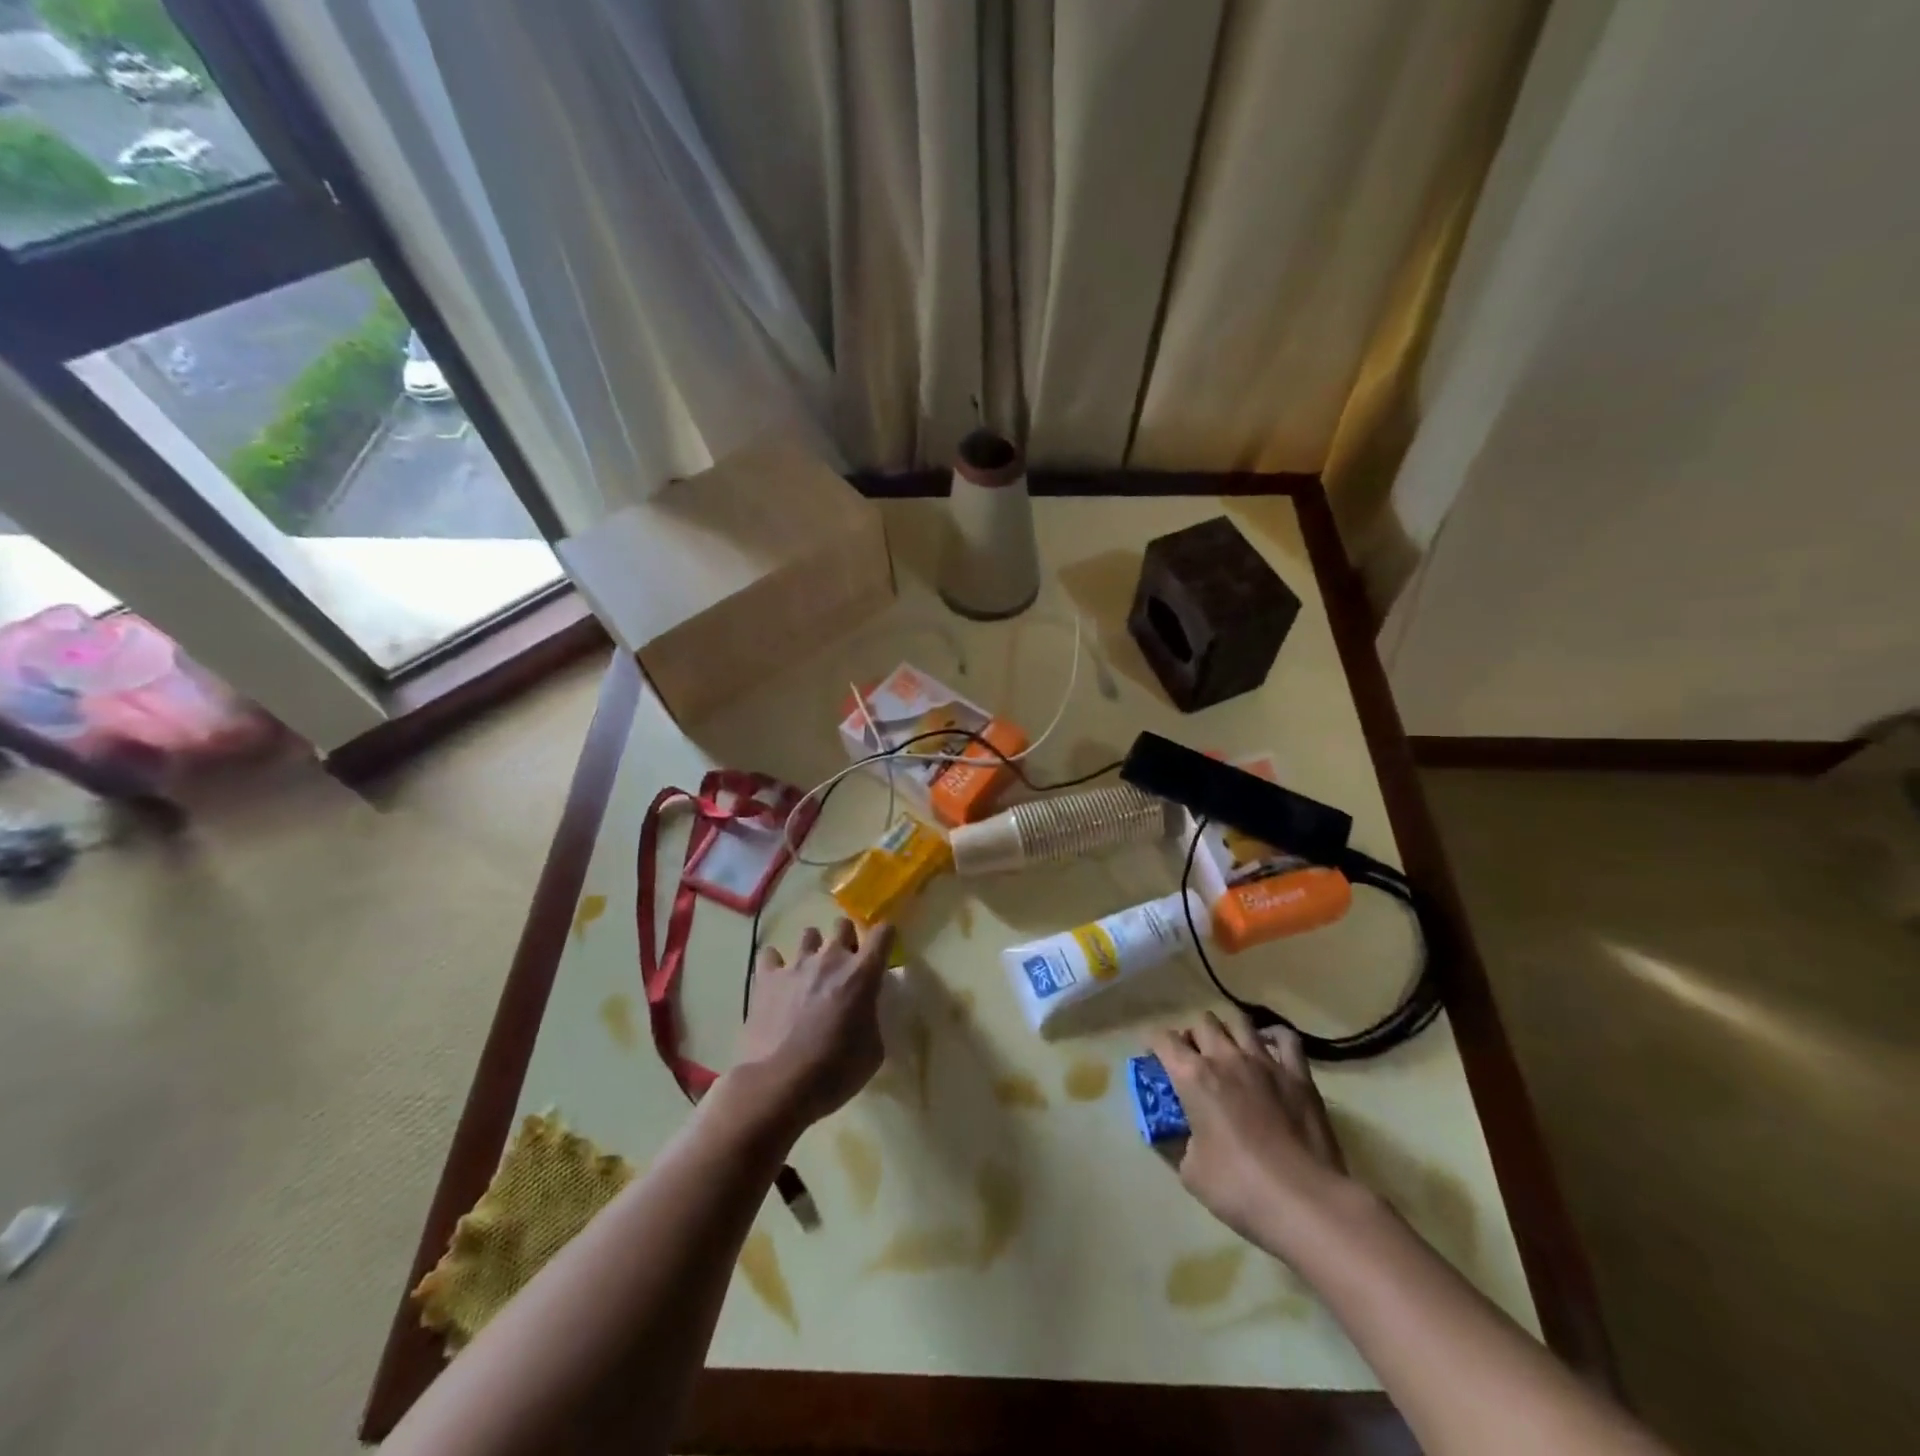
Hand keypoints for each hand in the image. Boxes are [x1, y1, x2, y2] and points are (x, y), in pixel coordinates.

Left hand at [735, 918, 893, 1130]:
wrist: (781, 1085)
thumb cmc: (836, 1071)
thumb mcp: (873, 1051)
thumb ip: (871, 1019)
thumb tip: (864, 1012)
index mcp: (862, 974)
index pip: (882, 933)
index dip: (885, 937)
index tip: (883, 949)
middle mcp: (831, 958)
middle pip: (842, 924)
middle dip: (846, 939)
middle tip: (844, 965)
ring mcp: (796, 965)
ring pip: (809, 934)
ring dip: (813, 949)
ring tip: (809, 972)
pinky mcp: (766, 978)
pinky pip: (769, 955)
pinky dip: (774, 964)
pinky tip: (776, 980)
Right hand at [1149, 1011, 1353, 1255]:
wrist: (1305, 1202)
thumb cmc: (1240, 1188)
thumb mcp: (1191, 1172)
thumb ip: (1182, 1143)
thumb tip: (1187, 1136)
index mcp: (1193, 1077)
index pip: (1163, 1039)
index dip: (1153, 1043)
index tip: (1152, 1055)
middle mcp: (1226, 1058)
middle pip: (1202, 1023)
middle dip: (1192, 1036)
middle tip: (1192, 1059)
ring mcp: (1265, 1062)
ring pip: (1239, 1021)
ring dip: (1227, 1031)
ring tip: (1227, 1050)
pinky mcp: (1298, 1075)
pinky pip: (1285, 1039)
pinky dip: (1273, 1037)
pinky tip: (1268, 1050)